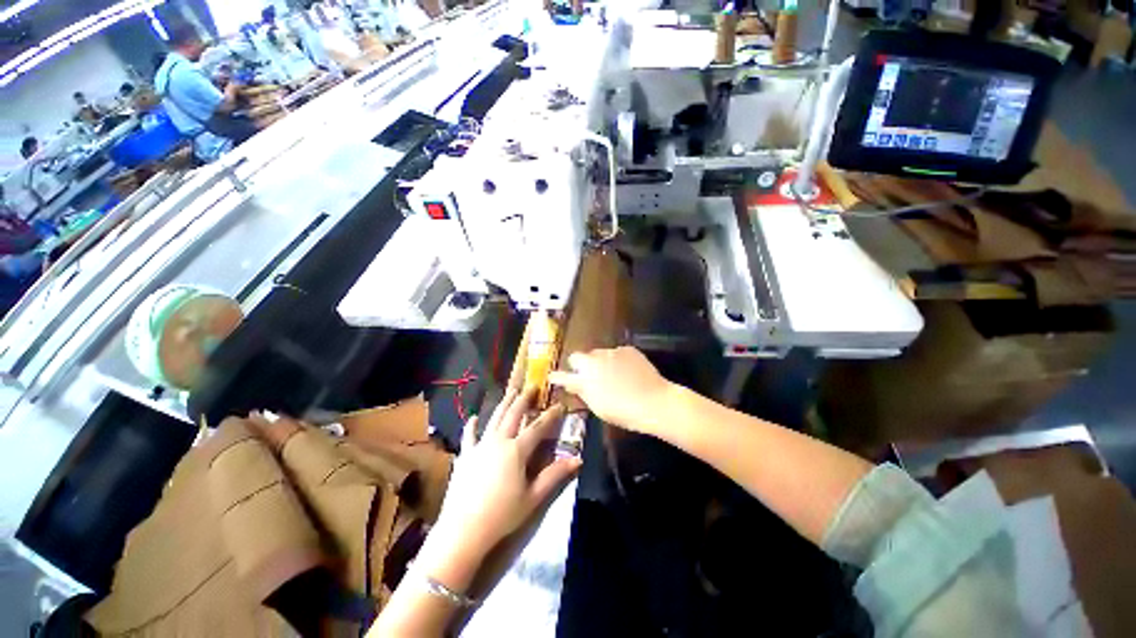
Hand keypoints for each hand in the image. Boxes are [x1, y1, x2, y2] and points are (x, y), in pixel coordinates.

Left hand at [432, 388, 580, 556]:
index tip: (559, 404)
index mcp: (517, 450)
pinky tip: (473, 418)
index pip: (538, 427)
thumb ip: (555, 475)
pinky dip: (471, 425)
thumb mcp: (533, 497)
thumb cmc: (503, 515)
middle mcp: (499, 441)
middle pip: (514, 414)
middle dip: (524, 399)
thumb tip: (578, 459)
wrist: (463, 531)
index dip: (550, 415)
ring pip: (494, 418)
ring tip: (511, 391)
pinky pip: (469, 436)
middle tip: (532, 385)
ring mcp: (480, 446)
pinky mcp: (466, 455)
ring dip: (504, 403)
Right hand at [548, 347, 673, 434]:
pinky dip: (618, 360)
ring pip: (599, 354)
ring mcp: (611, 351)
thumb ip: (582, 391)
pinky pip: (617, 352)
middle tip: (592, 377)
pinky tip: (628, 371)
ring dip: (601, 362)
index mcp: (584, 376)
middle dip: (583, 365)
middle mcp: (594, 359)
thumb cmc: (622, 410)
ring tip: (614, 375)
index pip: (563, 374)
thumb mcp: (597, 406)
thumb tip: (574, 384)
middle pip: (580, 357)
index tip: (554, 377)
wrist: (653, 401)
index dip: (558, 376)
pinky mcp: (627, 349)